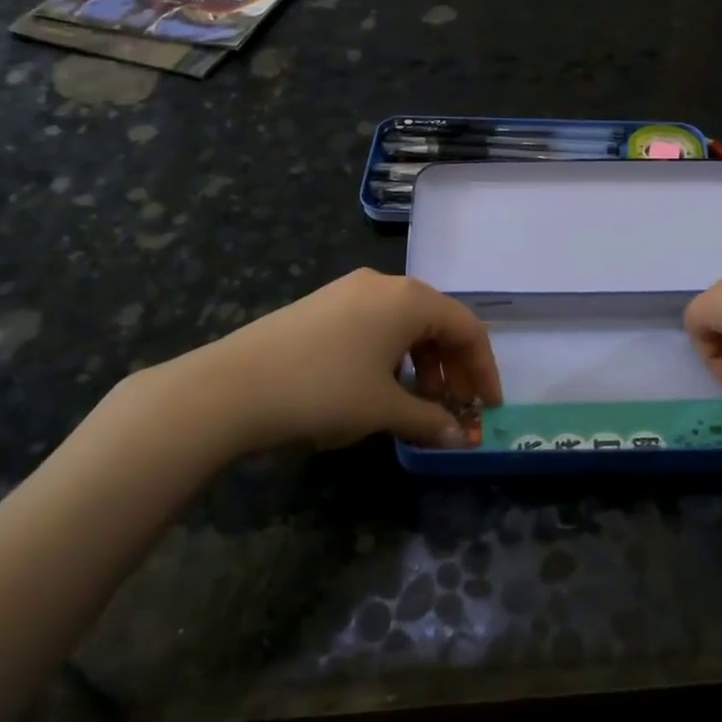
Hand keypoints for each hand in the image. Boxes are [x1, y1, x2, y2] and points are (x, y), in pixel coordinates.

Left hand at [136, 269, 502, 455]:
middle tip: (455, 407)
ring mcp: (348, 291)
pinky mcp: (322, 304)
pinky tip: (380, 384)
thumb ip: (429, 420)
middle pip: (437, 322)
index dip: (484, 370)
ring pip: (404, 323)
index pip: (467, 328)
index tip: (488, 407)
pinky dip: (392, 354)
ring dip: (422, 362)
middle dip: (453, 367)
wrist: (233, 386)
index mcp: (409, 299)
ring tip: (418, 401)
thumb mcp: (384, 409)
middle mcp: (384, 284)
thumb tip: (457, 437)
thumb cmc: (324, 391)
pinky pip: (375, 324)